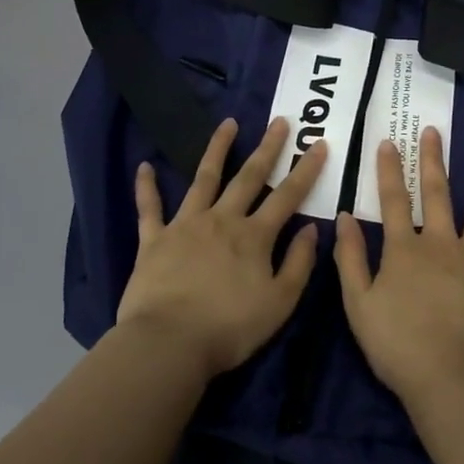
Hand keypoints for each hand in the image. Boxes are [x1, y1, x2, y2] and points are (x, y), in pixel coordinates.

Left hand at [118, 117, 327, 376]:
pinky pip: (150, 208)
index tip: (319, 144)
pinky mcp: (154, 240)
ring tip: (227, 124)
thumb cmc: (230, 328)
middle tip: (280, 121)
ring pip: (203, 179)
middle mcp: (222, 220)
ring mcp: (185, 225)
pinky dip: (146, 187)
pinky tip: (144, 166)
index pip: (287, 196)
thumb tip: (310, 228)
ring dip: (216, 149)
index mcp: (254, 236)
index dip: (306, 170)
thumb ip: (299, 263)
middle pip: (248, 177)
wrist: (169, 342)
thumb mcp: (280, 302)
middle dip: (267, 148)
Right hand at [333, 126, 463, 409]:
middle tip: (432, 131)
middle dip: (432, 160)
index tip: (389, 142)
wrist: (452, 377)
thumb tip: (344, 218)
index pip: (394, 200)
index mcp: (405, 249)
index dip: (389, 170)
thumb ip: (350, 258)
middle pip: (437, 192)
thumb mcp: (358, 304)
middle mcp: (442, 241)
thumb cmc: (399, 346)